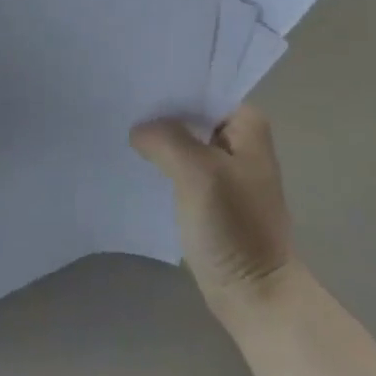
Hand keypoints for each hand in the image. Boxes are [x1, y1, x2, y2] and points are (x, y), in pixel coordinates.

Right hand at [131, 105, 295, 323]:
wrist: (254, 294)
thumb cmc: (234, 228)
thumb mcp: (199, 174)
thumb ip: (167, 139)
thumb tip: (139, 129)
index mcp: (247, 124)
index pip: (202, 87)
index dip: (170, 84)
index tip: (134, 82)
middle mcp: (239, 139)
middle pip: (191, 112)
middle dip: (159, 110)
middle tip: (120, 104)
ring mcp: (224, 168)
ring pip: (183, 138)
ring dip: (158, 137)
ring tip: (120, 127)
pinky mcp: (210, 193)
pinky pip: (180, 164)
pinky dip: (161, 162)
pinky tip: (135, 161)